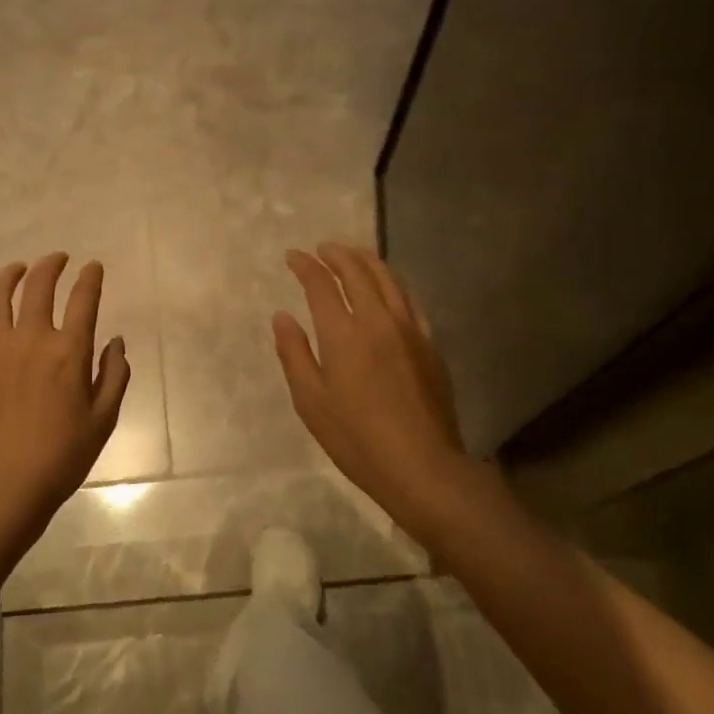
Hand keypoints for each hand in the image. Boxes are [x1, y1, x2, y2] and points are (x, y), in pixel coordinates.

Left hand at [0, 253, 129, 544]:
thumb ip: (114, 375)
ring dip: (11, 274)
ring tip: (20, 268)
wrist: (4, 484)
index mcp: (69, 351)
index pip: (83, 299)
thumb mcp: (104, 419)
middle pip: (39, 285)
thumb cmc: (62, 456)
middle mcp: (31, 338)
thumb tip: (116, 341)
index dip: (90, 277)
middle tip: (58, 259)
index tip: (93, 267)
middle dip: (52, 265)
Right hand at [273, 243, 473, 536]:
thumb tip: (282, 316)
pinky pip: (410, 301)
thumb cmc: (356, 438)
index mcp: (344, 333)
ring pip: (389, 280)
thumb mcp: (311, 401)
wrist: (422, 465)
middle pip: (359, 272)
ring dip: (367, 261)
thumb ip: (294, 353)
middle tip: (323, 248)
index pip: (322, 284)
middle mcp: (378, 320)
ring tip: (353, 255)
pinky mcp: (430, 345)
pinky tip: (388, 289)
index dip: (306, 265)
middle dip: (338, 254)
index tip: (293, 256)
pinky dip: (393, 284)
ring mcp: (410, 330)